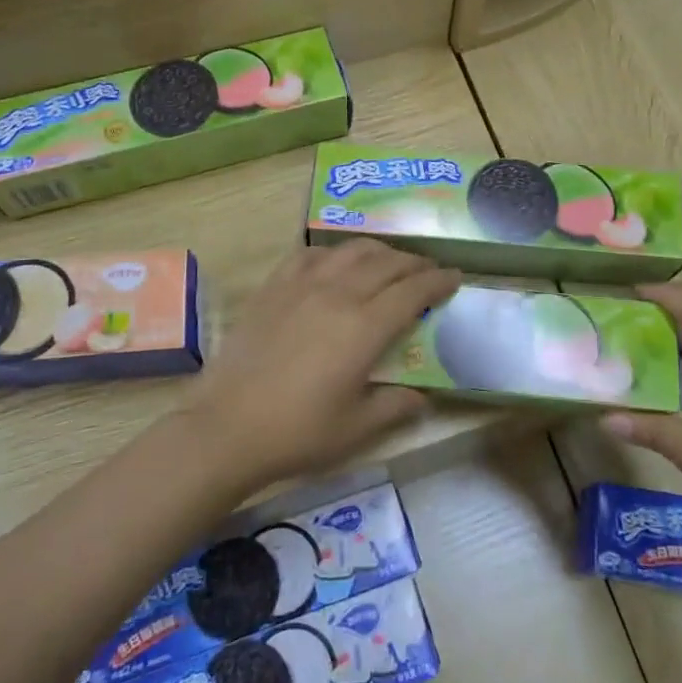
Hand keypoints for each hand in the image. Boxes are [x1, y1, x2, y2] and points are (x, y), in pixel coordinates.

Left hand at [191, 240, 459, 490]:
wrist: (227, 426)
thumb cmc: (297, 432)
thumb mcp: (357, 429)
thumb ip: (396, 406)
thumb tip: (422, 396)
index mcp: (365, 327)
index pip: (413, 290)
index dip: (439, 281)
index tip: (455, 278)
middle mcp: (338, 294)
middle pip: (387, 263)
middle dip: (415, 263)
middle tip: (428, 271)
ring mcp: (302, 285)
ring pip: (351, 250)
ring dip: (379, 251)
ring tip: (389, 262)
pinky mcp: (274, 287)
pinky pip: (310, 254)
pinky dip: (332, 253)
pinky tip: (335, 264)